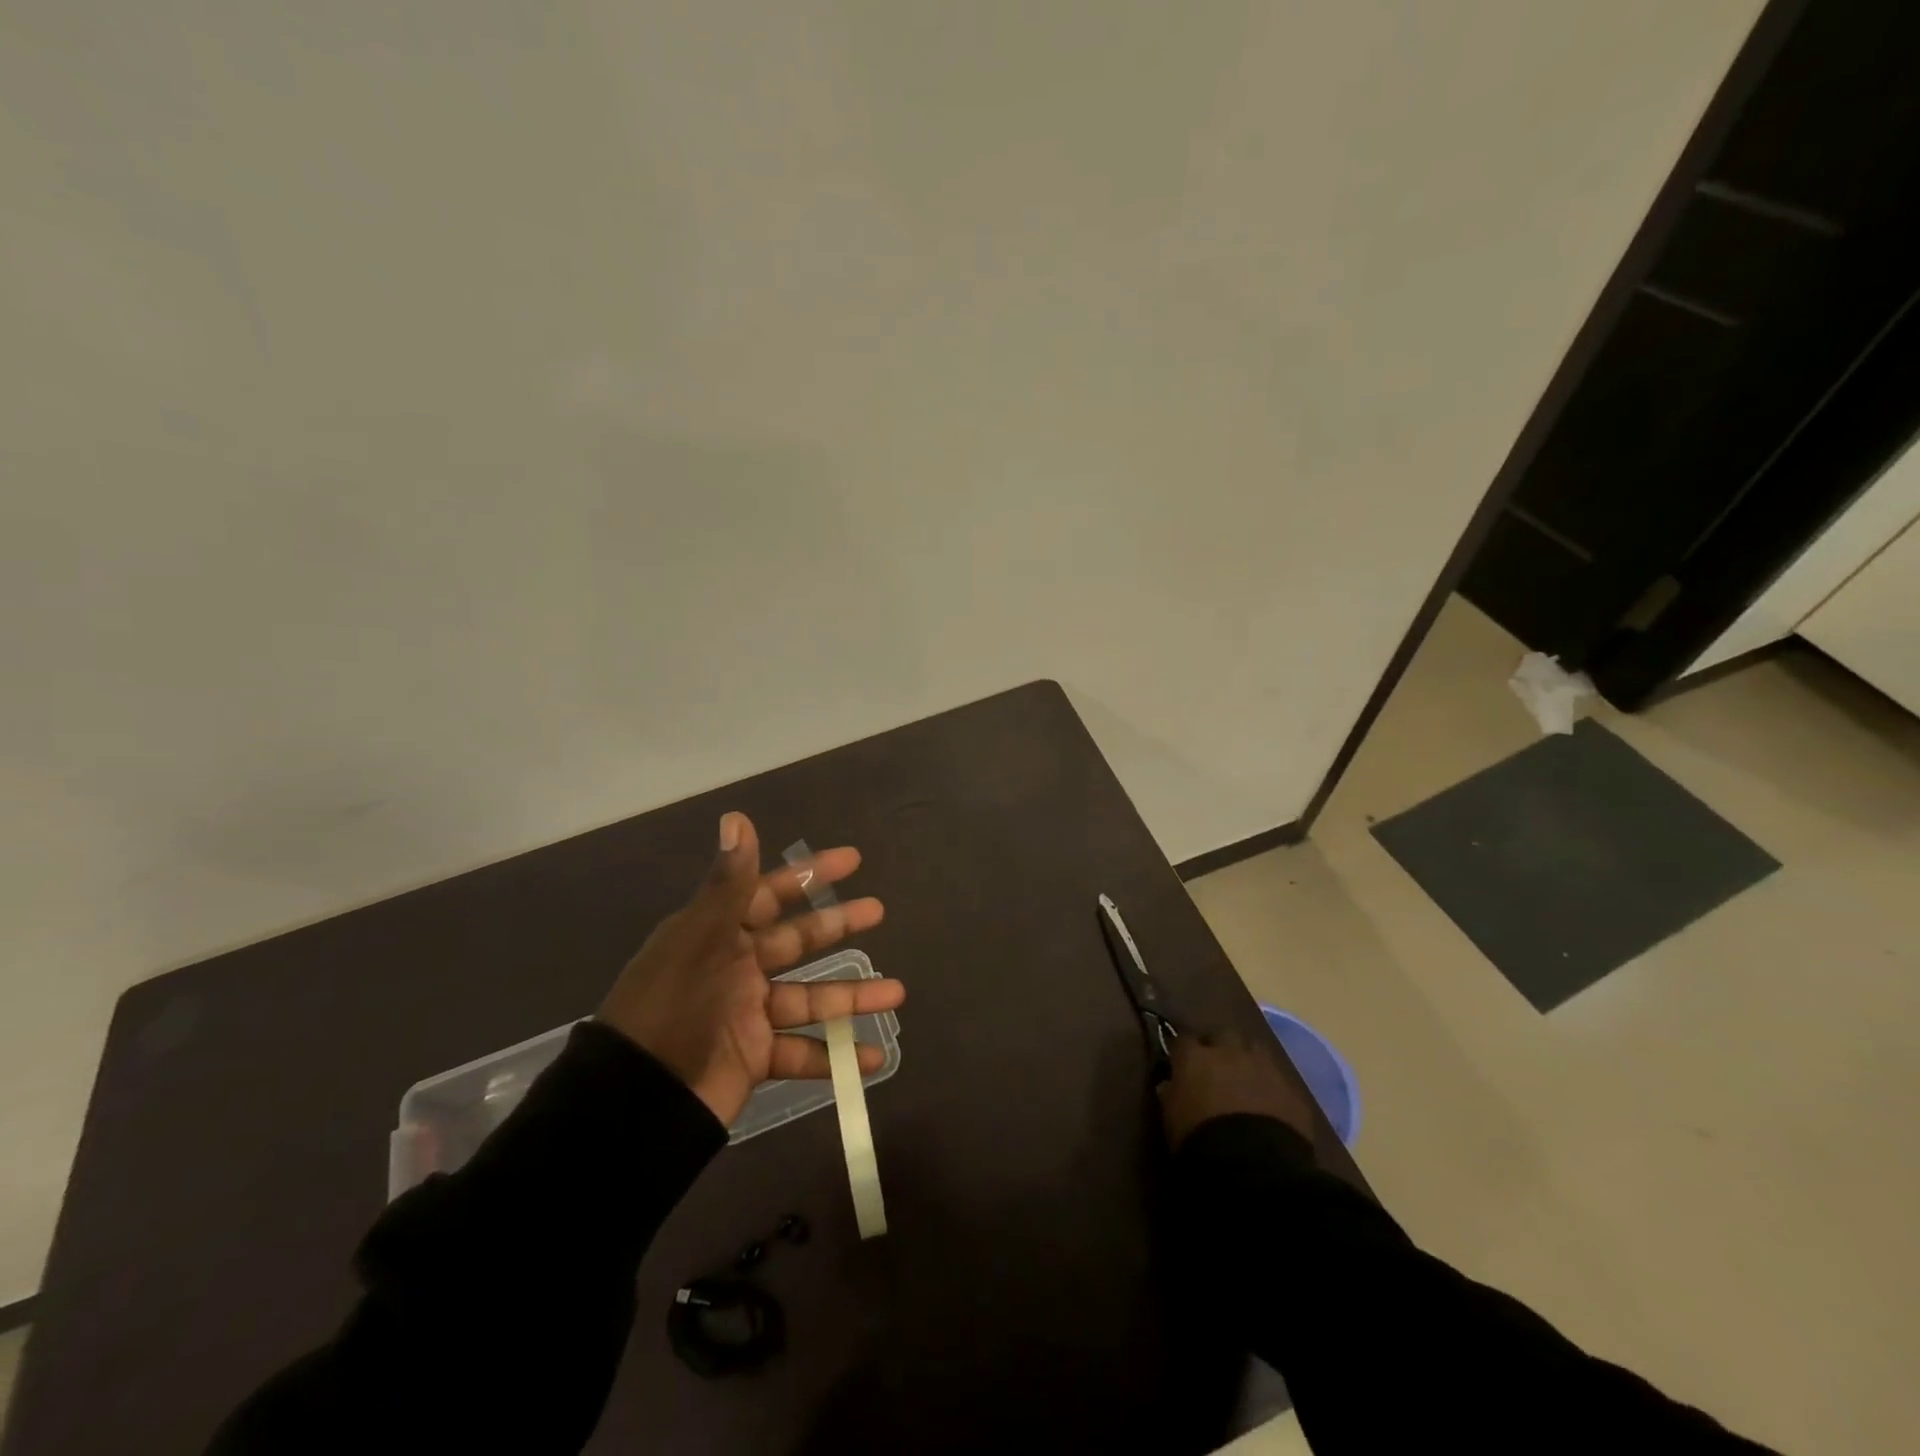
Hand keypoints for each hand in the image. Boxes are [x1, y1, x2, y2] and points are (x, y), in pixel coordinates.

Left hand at [598, 811, 904, 1126]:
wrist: (636, 1100)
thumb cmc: (672, 1007)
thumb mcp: (700, 939)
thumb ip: (729, 883)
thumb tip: (737, 816)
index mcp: (719, 934)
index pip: (772, 893)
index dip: (811, 875)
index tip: (853, 860)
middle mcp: (736, 968)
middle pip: (797, 941)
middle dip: (838, 925)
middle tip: (879, 910)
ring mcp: (748, 1015)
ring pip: (810, 998)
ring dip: (852, 997)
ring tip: (897, 993)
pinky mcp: (754, 1058)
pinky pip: (802, 1053)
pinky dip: (836, 1057)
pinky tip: (871, 1058)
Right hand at [1157, 1034, 1314, 1151]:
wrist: (1254, 1165)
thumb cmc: (1200, 1139)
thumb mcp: (1171, 1120)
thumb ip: (1170, 1095)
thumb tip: (1170, 1084)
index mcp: (1195, 1057)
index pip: (1184, 1040)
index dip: (1184, 1051)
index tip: (1181, 1063)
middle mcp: (1229, 1052)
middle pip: (1223, 1036)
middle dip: (1220, 1048)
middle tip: (1217, 1069)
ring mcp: (1264, 1067)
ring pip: (1254, 1050)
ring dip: (1248, 1062)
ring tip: (1246, 1082)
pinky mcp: (1291, 1089)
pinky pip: (1279, 1080)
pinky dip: (1272, 1088)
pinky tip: (1270, 1105)